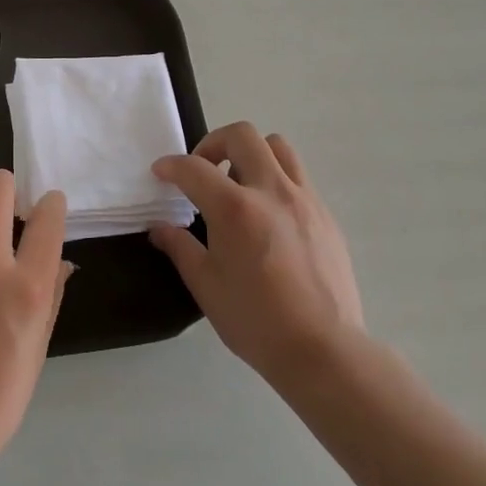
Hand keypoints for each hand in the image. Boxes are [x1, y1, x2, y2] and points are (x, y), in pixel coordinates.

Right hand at [150, 124, 364, 388]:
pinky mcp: (326, 215)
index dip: (171, 165)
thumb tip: (159, 228)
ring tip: (239, 184)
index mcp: (235, 208)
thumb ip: (179, 247)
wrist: (323, 349)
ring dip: (251, 154)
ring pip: (278, 147)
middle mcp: (272, 191)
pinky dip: (275, 180)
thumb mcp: (206, 285)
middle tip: (203, 170)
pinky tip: (268, 215)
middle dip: (214, 143)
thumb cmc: (256, 321)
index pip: (194, 168)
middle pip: (242, 135)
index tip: (160, 172)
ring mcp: (305, 200)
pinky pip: (298, 177)